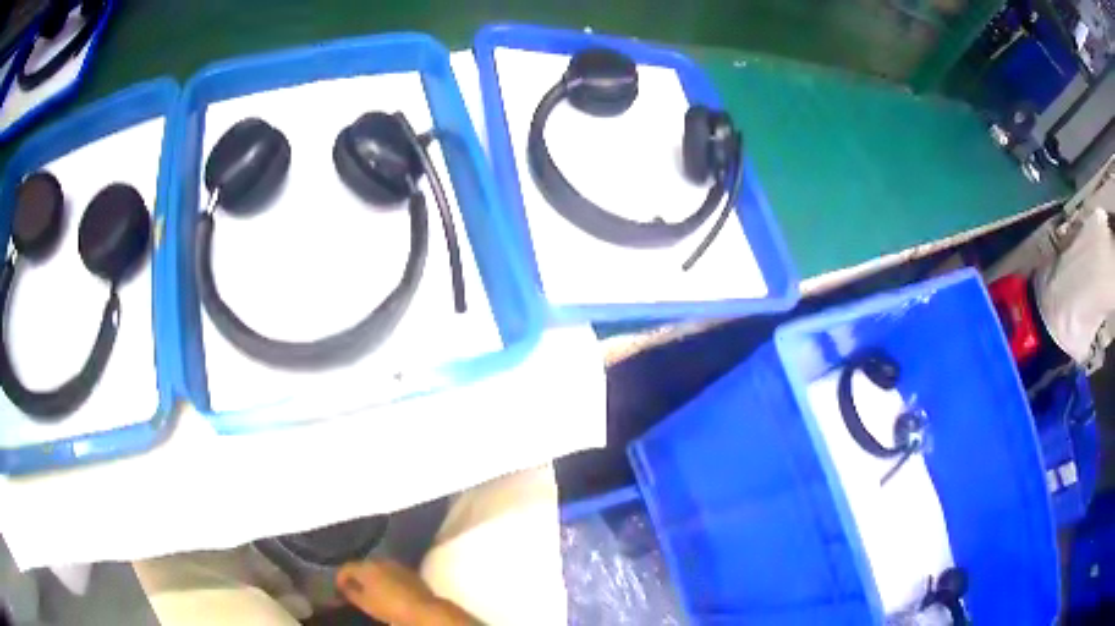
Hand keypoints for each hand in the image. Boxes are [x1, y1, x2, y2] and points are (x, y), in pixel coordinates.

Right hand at [336, 560, 479, 625]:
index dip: (340, 578)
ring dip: (371, 577)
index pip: (346, 567)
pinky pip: (391, 572)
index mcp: (365, 566)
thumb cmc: (389, 606)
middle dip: (356, 576)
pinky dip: (385, 579)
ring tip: (369, 590)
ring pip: (378, 568)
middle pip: (362, 566)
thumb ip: (350, 592)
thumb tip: (344, 587)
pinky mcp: (409, 572)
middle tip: (353, 588)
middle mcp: (380, 561)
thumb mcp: (364, 603)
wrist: (422, 609)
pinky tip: (386, 590)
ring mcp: (396, 565)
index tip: (338, 588)